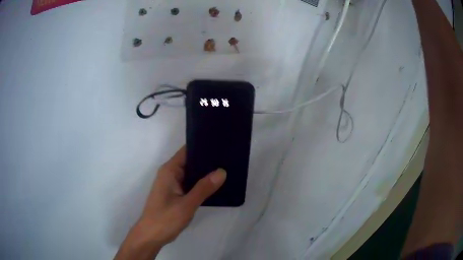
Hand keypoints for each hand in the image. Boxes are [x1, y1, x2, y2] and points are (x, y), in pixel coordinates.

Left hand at [114, 146, 226, 259]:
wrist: (151, 236)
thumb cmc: (165, 219)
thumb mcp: (186, 204)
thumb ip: (204, 188)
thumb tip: (222, 171)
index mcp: (170, 170)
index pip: (187, 151)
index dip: (203, 146)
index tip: (221, 145)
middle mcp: (170, 174)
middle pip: (191, 161)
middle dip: (208, 161)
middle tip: (229, 158)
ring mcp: (173, 185)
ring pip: (192, 174)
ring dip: (206, 173)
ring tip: (227, 169)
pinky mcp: (176, 194)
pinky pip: (191, 185)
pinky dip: (202, 184)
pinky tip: (216, 185)